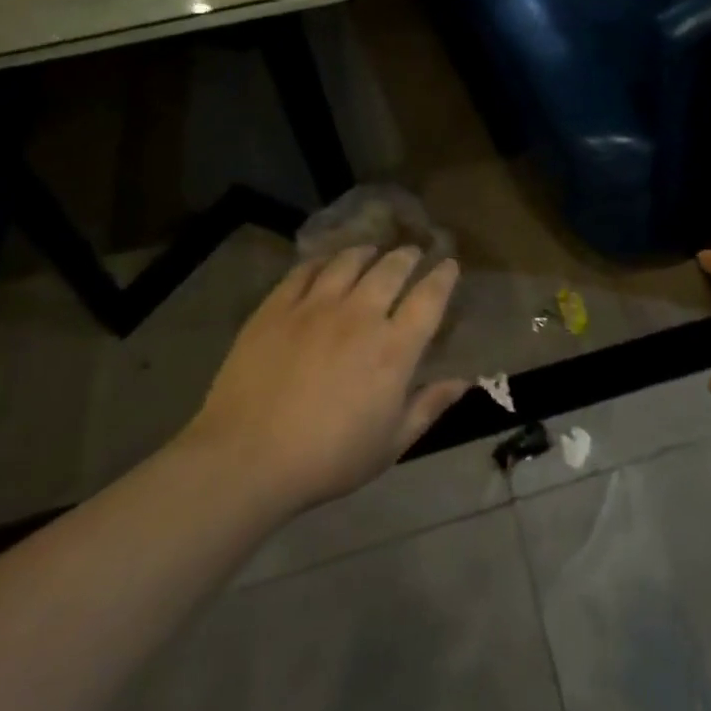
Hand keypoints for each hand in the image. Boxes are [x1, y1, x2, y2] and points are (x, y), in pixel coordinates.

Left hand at [180, 246, 467, 511]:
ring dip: (367, 252)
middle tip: (413, 253)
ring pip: (349, 262)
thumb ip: (428, 407)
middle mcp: (360, 316)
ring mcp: (315, 307)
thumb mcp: (390, 444)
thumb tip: (464, 382)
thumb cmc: (328, 459)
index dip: (443, 276)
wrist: (246, 459)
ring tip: (371, 251)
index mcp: (394, 349)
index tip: (450, 265)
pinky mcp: (276, 309)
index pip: (429, 298)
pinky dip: (322, 261)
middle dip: (408, 256)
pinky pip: (305, 271)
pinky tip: (325, 264)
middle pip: (392, 269)